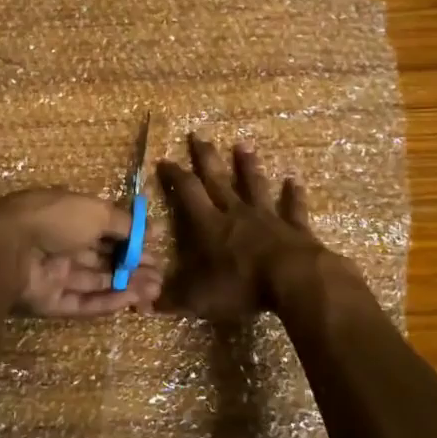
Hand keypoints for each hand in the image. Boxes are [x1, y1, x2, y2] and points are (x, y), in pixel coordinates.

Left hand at [0, 189, 161, 315]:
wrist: (6, 250)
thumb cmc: (54, 219)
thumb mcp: (96, 212)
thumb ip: (125, 223)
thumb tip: (153, 229)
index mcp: (69, 215)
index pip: (105, 228)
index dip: (131, 238)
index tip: (156, 248)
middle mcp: (61, 243)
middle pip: (102, 257)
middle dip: (132, 265)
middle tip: (161, 275)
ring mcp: (54, 273)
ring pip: (96, 281)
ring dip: (126, 284)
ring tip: (156, 290)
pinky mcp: (49, 301)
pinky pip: (82, 301)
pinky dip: (107, 301)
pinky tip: (132, 301)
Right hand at [157, 135, 357, 320]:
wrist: (294, 280)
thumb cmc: (242, 285)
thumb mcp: (199, 298)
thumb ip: (172, 298)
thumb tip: (141, 303)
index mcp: (210, 225)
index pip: (188, 193)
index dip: (175, 176)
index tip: (164, 160)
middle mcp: (236, 213)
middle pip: (218, 179)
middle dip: (206, 157)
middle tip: (198, 134)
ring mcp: (268, 217)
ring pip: (254, 185)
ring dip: (248, 165)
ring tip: (243, 145)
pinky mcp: (294, 227)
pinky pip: (293, 207)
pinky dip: (293, 194)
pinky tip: (295, 180)